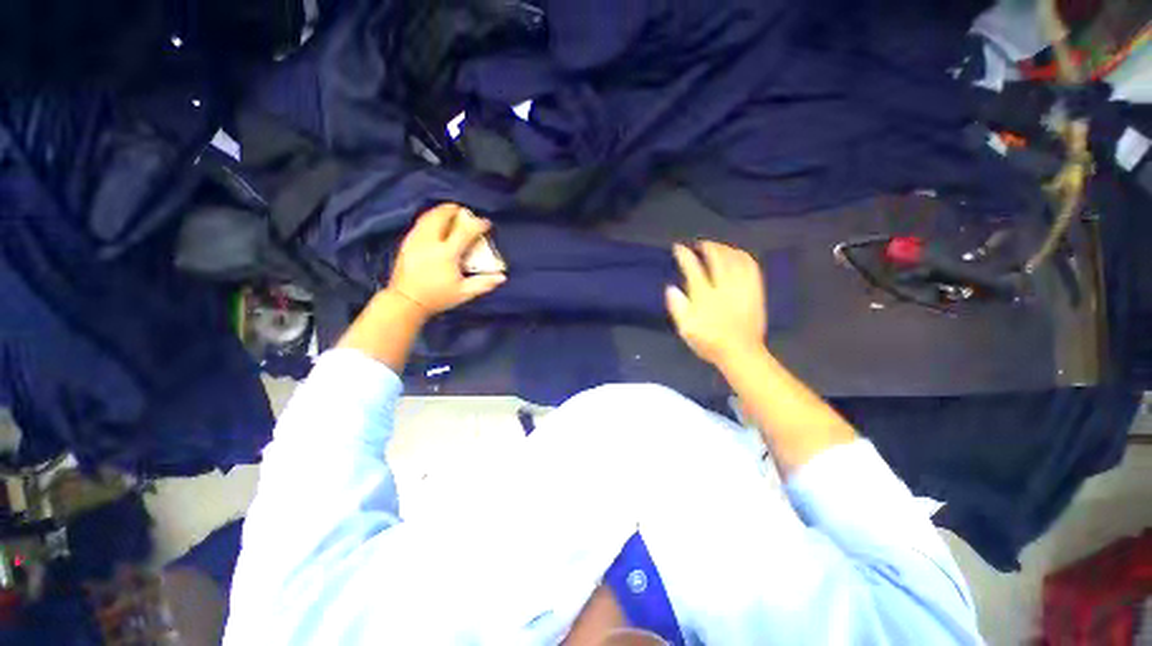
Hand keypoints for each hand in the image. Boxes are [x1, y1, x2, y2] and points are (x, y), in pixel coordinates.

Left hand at [386, 203, 505, 316]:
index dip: (477, 225)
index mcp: (446, 254)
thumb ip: (483, 283)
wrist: (406, 301)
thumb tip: (502, 277)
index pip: (464, 232)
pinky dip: (430, 218)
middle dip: (453, 210)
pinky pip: (419, 223)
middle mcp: (430, 242)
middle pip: (441, 217)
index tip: (486, 223)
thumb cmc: (438, 297)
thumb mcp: (464, 293)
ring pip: (428, 217)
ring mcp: (416, 241)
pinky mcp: (406, 243)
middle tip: (464, 211)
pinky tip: (435, 223)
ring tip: (449, 213)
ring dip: (440, 212)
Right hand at [665, 241, 766, 366]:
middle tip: (700, 244)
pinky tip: (737, 255)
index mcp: (704, 296)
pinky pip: (751, 266)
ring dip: (725, 248)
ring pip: (735, 258)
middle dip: (707, 246)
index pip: (693, 268)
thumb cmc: (709, 342)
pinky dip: (743, 256)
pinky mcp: (755, 291)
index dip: (684, 255)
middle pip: (716, 258)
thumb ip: (678, 307)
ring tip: (717, 247)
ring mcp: (742, 287)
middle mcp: (723, 287)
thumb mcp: (686, 329)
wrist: (741, 352)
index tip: (678, 248)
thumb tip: (671, 288)